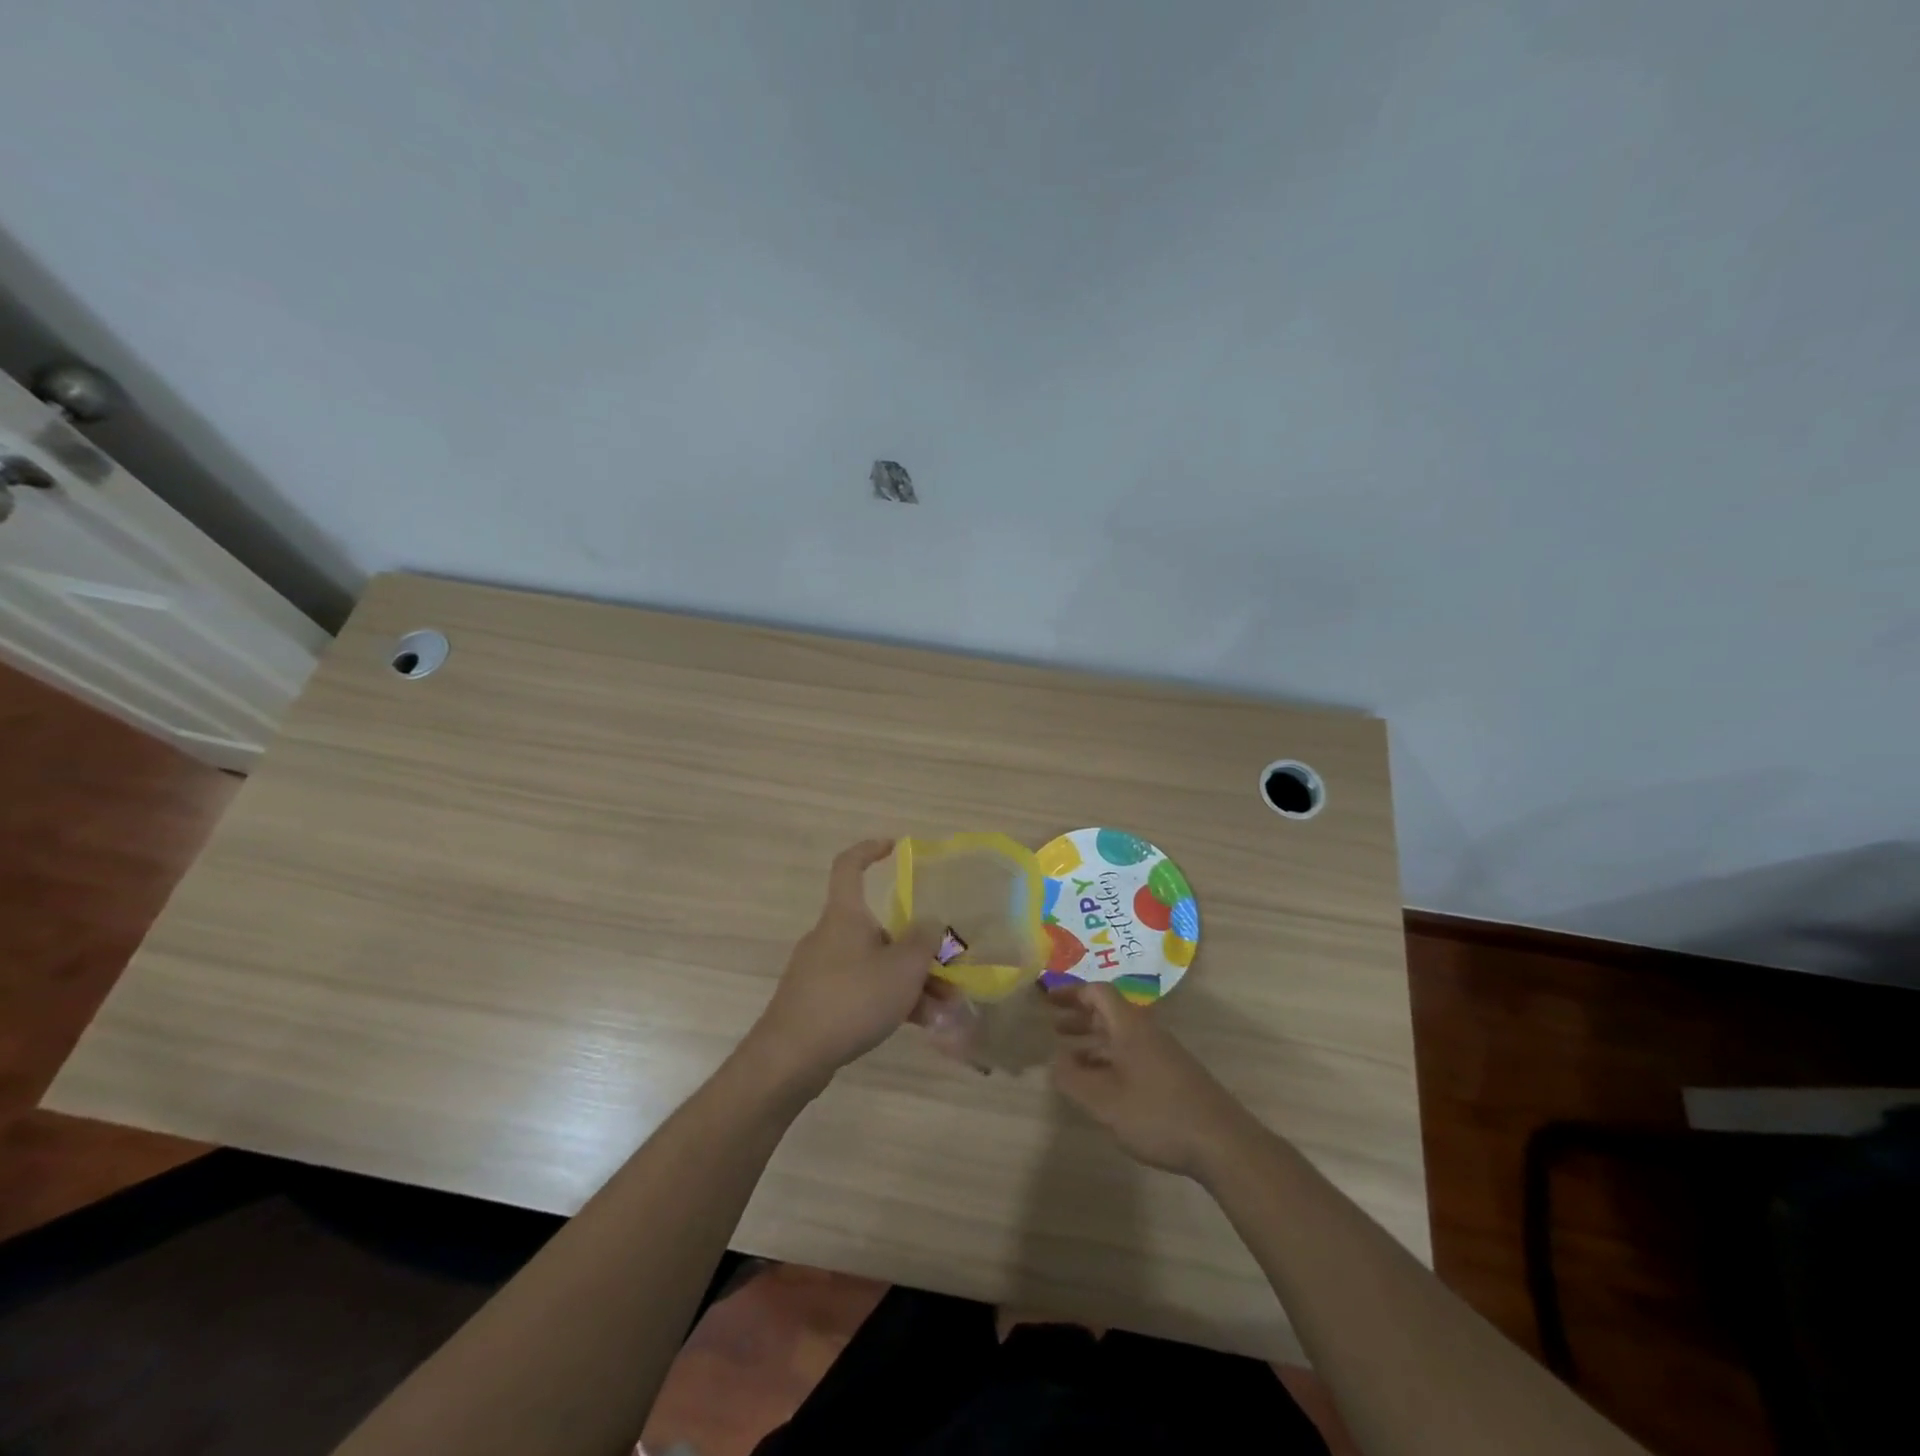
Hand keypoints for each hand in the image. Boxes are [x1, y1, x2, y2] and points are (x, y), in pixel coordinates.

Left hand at [746, 840, 940, 1091]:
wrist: (791, 1057)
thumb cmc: (851, 999)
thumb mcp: (902, 968)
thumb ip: (924, 941)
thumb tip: (930, 923)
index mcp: (845, 915)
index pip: (849, 865)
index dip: (870, 850)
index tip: (894, 847)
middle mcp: (831, 935)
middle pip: (878, 927)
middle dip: (915, 947)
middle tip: (948, 968)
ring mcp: (821, 969)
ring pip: (875, 964)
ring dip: (910, 980)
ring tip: (943, 1008)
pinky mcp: (818, 1001)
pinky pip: (862, 989)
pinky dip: (890, 1000)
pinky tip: (918, 1024)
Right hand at [1048, 983, 1251, 1178]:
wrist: (1222, 1143)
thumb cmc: (1157, 1114)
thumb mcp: (1104, 1101)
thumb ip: (1073, 1080)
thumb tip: (1054, 1061)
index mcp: (1130, 1026)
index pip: (1098, 992)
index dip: (1071, 993)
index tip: (1048, 1001)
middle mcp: (1147, 1032)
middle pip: (1110, 1011)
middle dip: (1080, 1016)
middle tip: (1053, 1027)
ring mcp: (1163, 1054)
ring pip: (1121, 1036)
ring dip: (1093, 1041)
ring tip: (1069, 1058)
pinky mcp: (1173, 1076)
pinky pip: (1132, 1054)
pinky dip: (1110, 1060)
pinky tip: (1101, 1085)